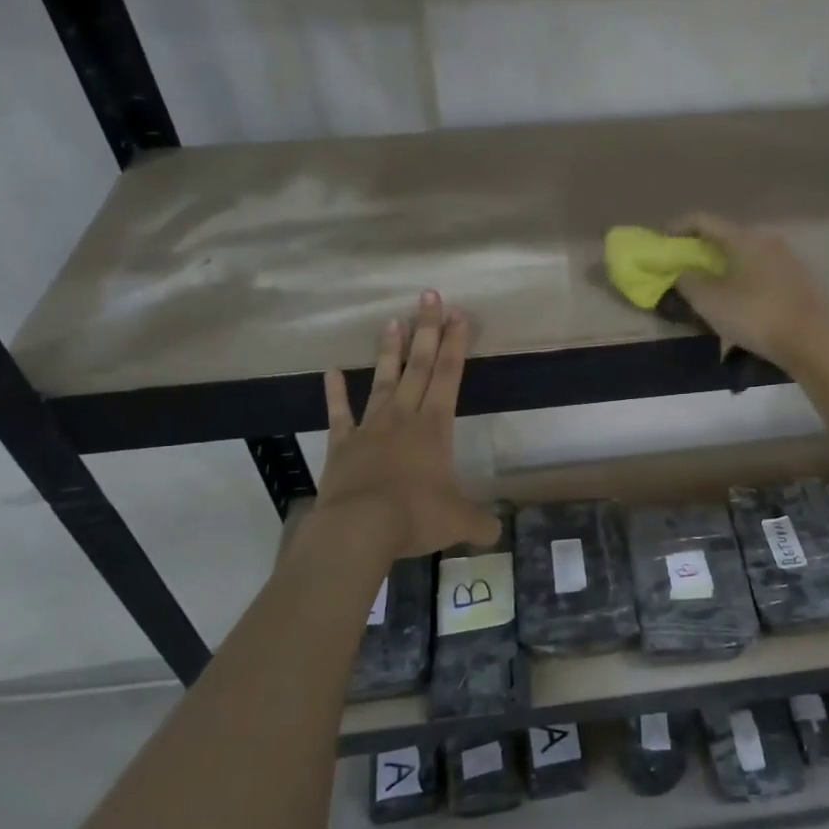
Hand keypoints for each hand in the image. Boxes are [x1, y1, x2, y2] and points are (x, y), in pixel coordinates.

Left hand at [312, 292, 502, 559]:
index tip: (459, 314)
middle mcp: (403, 417)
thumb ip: (480, 523)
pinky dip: (335, 393)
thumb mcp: (458, 522)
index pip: (450, 376)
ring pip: (383, 381)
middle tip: (428, 296)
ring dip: (389, 351)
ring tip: (393, 321)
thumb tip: (496, 532)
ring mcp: (370, 428)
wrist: (359, 528)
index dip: (456, 344)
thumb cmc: (415, 516)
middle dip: (427, 330)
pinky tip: (331, 372)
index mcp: (434, 427)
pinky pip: (339, 414)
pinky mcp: (342, 445)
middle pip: (419, 366)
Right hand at [668, 213, 828, 371]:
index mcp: (743, 239)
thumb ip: (688, 281)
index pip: (704, 220)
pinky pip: (760, 272)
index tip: (662, 241)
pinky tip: (737, 301)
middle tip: (683, 267)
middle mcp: (767, 241)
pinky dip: (742, 279)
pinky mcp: (798, 281)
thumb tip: (684, 272)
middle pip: (726, 238)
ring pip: (745, 256)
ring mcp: (787, 260)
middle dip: (701, 250)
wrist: (810, 341)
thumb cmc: (754, 315)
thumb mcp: (710, 301)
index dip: (678, 227)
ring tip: (709, 287)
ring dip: (723, 267)